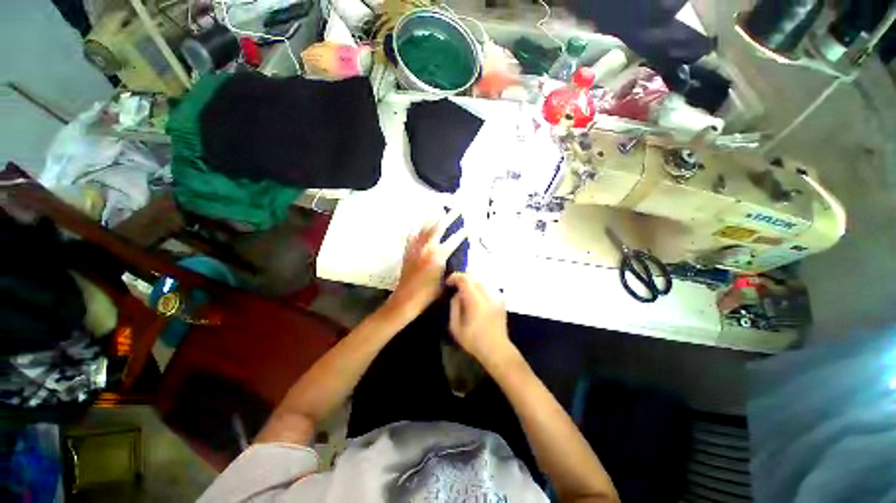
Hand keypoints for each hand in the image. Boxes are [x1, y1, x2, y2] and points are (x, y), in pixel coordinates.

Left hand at [388, 215, 465, 316]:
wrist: (405, 299)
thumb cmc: (428, 294)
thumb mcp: (445, 282)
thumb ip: (453, 269)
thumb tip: (457, 259)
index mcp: (439, 256)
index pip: (454, 240)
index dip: (462, 233)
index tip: (469, 227)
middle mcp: (427, 247)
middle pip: (440, 227)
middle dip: (450, 216)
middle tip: (458, 209)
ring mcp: (416, 247)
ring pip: (425, 227)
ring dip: (435, 218)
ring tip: (441, 212)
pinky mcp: (408, 250)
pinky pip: (412, 233)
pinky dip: (417, 226)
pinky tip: (420, 222)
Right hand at [446, 273, 515, 366]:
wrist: (497, 349)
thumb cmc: (474, 340)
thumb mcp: (456, 327)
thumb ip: (454, 306)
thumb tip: (457, 294)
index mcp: (476, 300)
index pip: (465, 279)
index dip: (455, 277)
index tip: (448, 282)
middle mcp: (488, 294)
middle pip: (474, 276)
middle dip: (463, 278)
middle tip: (455, 285)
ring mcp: (497, 296)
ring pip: (482, 279)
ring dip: (472, 281)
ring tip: (465, 290)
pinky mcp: (501, 299)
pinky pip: (489, 286)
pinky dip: (481, 286)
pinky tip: (476, 295)